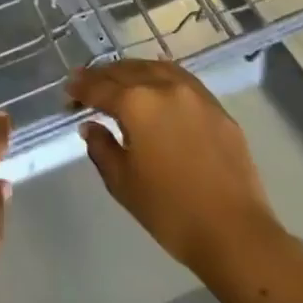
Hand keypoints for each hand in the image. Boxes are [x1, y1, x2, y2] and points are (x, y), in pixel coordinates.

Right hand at [69, 60, 278, 284]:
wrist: (234, 233)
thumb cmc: (169, 210)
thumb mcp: (121, 182)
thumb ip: (101, 147)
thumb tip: (92, 126)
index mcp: (136, 104)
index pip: (99, 87)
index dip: (79, 88)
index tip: (68, 92)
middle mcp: (165, 88)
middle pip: (127, 71)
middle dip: (103, 76)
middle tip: (86, 83)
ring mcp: (196, 96)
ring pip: (157, 69)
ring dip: (132, 71)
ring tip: (119, 80)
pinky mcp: (218, 110)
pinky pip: (182, 80)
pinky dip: (161, 77)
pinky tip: (156, 84)